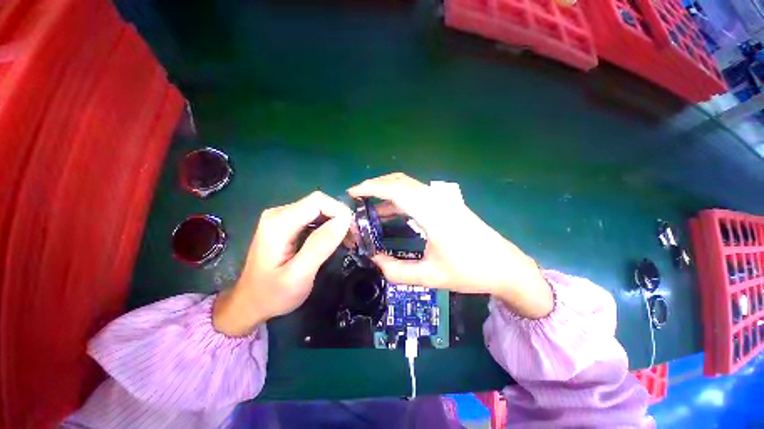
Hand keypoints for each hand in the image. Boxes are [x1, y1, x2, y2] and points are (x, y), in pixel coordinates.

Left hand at [213, 191, 351, 335]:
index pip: (318, 201)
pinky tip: (334, 240)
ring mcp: (282, 217)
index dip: (339, 212)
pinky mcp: (287, 224)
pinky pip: (314, 216)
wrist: (249, 303)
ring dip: (336, 222)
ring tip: (347, 241)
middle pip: (319, 202)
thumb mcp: (298, 275)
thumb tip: (345, 220)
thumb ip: (320, 246)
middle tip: (352, 239)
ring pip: (319, 208)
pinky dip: (329, 226)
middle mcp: (279, 213)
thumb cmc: (272, 294)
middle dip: (340, 217)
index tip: (352, 233)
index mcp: (279, 223)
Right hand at [348, 173, 552, 318]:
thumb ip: (397, 271)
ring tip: (369, 208)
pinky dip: (399, 199)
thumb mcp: (430, 276)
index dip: (371, 187)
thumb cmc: (470, 272)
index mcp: (432, 213)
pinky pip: (416, 195)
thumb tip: (375, 260)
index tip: (352, 193)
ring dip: (387, 192)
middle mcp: (436, 199)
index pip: (395, 189)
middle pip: (400, 181)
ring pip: (408, 186)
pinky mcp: (446, 204)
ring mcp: (443, 200)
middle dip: (376, 186)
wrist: (505, 267)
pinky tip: (390, 213)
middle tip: (358, 199)